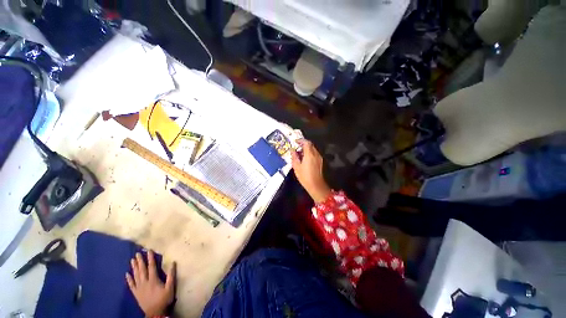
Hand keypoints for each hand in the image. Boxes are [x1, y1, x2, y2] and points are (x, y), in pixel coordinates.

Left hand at [126, 250, 175, 316]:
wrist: (155, 313)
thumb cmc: (164, 299)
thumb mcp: (170, 287)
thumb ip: (171, 275)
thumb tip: (173, 263)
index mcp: (153, 280)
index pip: (151, 266)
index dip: (150, 258)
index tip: (149, 250)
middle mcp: (145, 282)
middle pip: (142, 270)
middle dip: (140, 261)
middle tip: (137, 253)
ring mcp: (139, 288)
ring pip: (135, 275)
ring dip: (134, 267)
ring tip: (132, 260)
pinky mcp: (136, 293)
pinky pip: (131, 285)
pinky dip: (129, 279)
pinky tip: (127, 274)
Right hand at [291, 139, 331, 202]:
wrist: (316, 185)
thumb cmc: (304, 176)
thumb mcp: (296, 166)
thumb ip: (294, 156)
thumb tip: (292, 150)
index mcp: (309, 154)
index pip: (306, 143)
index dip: (301, 140)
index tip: (295, 142)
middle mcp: (316, 154)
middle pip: (310, 145)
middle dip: (303, 144)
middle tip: (296, 148)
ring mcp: (319, 158)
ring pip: (313, 149)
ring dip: (306, 149)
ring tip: (299, 154)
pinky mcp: (320, 162)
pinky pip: (314, 154)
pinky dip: (309, 153)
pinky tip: (304, 159)